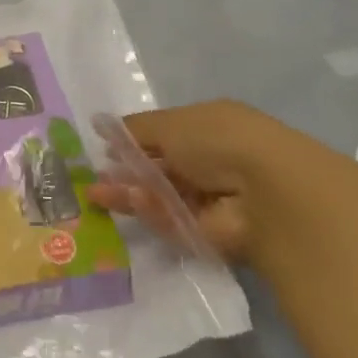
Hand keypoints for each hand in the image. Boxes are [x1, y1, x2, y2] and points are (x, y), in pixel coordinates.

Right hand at [91, 100, 288, 263]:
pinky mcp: (208, 234)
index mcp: (208, 128)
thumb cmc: (217, 141)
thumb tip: (102, 126)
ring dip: (129, 193)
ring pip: (161, 197)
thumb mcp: (170, 123)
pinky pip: (172, 221)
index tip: (103, 147)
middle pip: (160, 168)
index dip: (133, 141)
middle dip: (126, 171)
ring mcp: (210, 200)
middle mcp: (211, 162)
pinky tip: (131, 202)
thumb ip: (135, 129)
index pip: (165, 134)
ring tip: (96, 194)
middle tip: (93, 177)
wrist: (264, 192)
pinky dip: (152, 212)